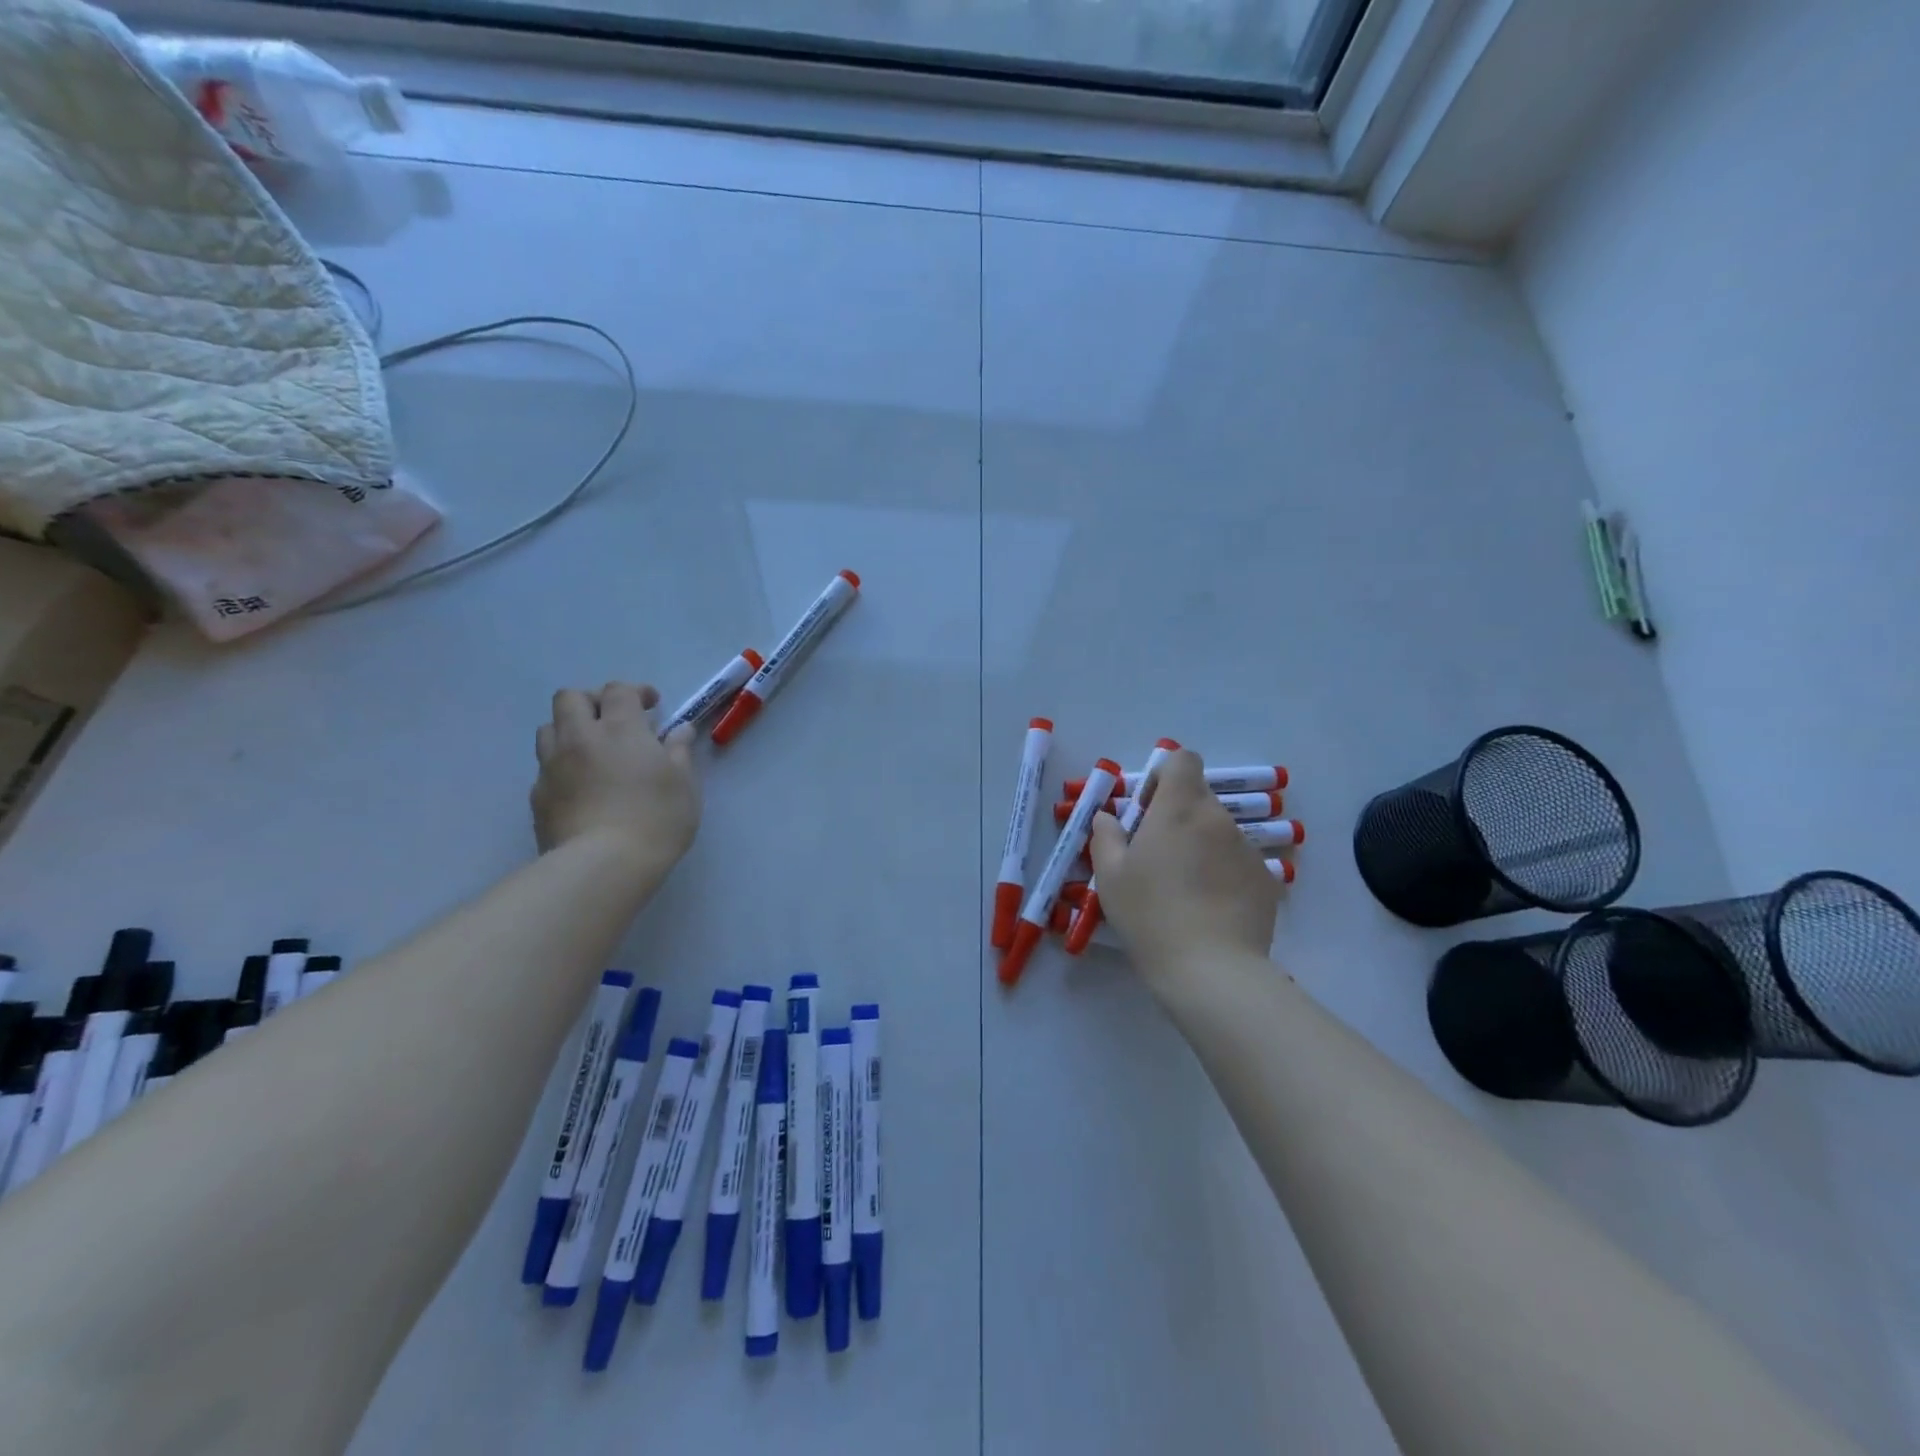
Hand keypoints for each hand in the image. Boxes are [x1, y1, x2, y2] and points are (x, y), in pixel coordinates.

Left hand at [530, 683, 700, 873]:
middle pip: (570, 698)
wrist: (603, 864)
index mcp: (620, 728)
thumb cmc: (656, 818)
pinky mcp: (538, 796)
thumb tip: (679, 730)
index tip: (652, 707)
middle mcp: (579, 737)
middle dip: (592, 701)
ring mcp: (552, 766)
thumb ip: (679, 751)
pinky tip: (580, 786)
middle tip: (614, 721)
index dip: (635, 693)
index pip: (618, 691)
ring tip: (592, 750)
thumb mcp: (684, 784)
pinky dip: (562, 766)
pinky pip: (545, 767)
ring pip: (549, 728)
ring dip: (569, 730)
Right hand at [1089, 749, 1280, 987]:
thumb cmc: (1150, 914)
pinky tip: (1210, 909)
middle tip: (1157, 856)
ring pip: (1218, 832)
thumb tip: (1109, 817)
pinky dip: (1223, 873)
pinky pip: (1238, 862)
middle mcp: (1218, 819)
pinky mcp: (1266, 880)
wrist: (1211, 969)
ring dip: (1201, 846)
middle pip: (1199, 798)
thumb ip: (1106, 835)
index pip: (1182, 760)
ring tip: (1185, 890)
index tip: (1148, 810)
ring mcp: (1248, 849)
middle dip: (1178, 816)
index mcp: (1179, 808)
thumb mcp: (1110, 876)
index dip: (1164, 776)